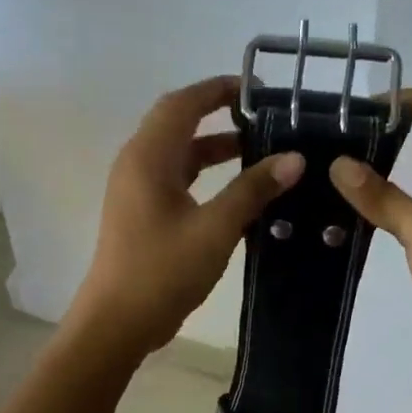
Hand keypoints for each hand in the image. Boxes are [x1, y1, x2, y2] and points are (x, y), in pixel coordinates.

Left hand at [73, 76, 304, 356]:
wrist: (117, 323)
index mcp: (148, 157)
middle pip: (177, 121)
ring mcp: (136, 188)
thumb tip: (294, 158)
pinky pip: (175, 176)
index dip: (217, 89)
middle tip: (262, 116)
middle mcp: (137, 163)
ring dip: (213, 145)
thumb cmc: (162, 270)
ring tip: (258, 148)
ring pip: (177, 151)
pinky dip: (204, 172)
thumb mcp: (215, 228)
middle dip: (217, 113)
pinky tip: (236, 188)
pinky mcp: (141, 211)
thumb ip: (253, 189)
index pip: (182, 104)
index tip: (255, 89)